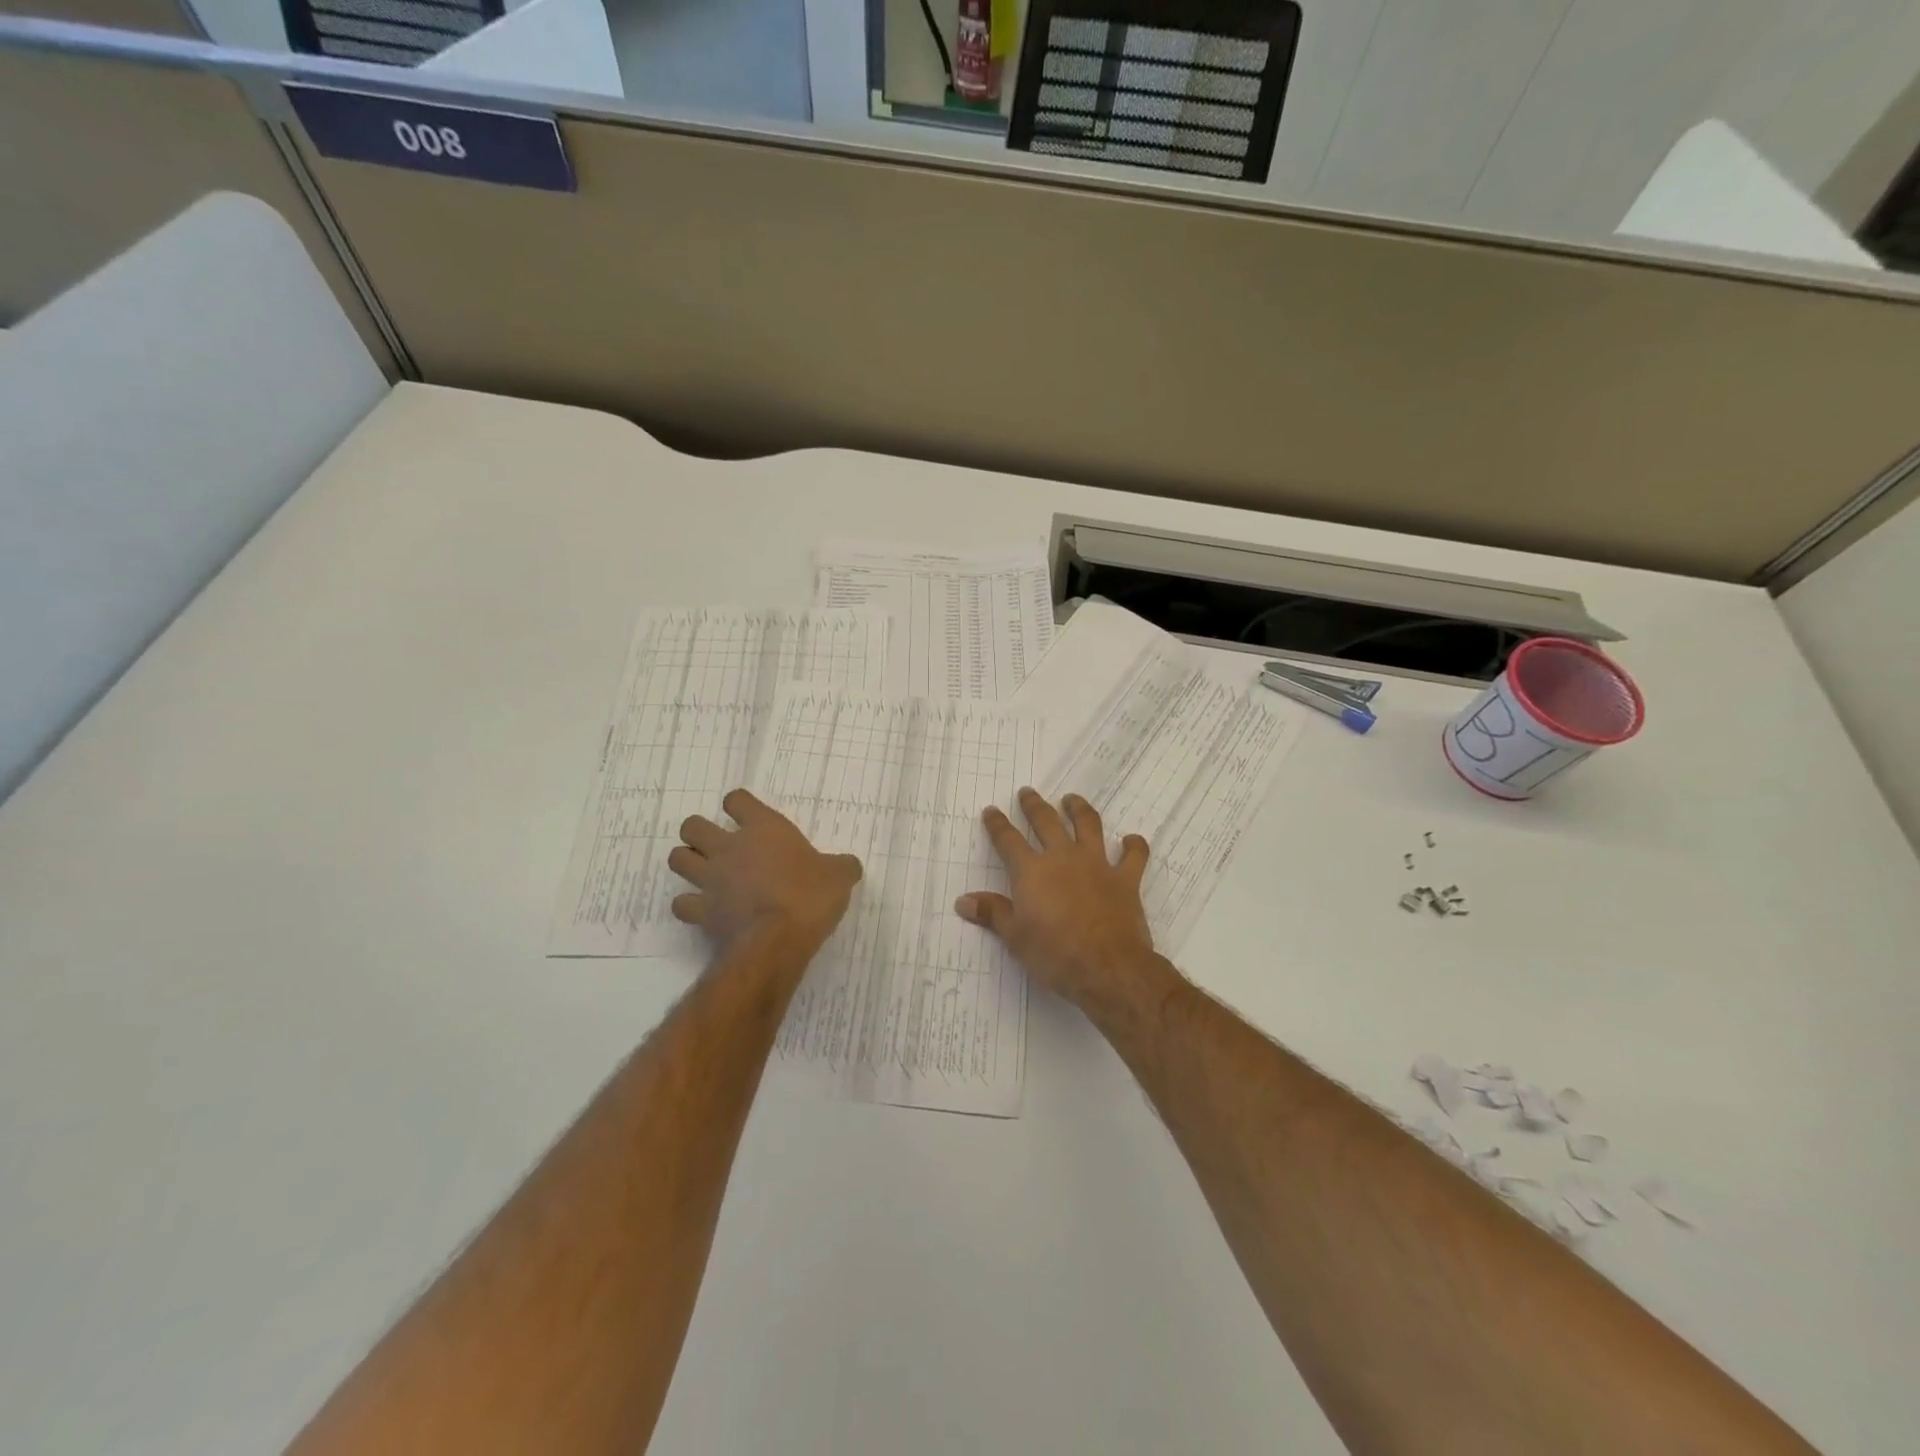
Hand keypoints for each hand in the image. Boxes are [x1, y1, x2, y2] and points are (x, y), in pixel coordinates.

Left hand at [669, 789, 861, 956]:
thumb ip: (841, 866)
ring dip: (687, 863)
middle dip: (699, 833)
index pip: (737, 799)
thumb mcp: (840, 876)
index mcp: (763, 828)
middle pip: (692, 826)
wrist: (777, 940)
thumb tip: (849, 865)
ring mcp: (710, 879)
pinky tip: (702, 909)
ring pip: (677, 859)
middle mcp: (729, 847)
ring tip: (704, 873)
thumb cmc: (810, 897)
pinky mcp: (701, 911)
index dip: (739, 806)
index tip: (748, 817)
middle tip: (718, 846)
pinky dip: (688, 905)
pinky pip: (681, 903)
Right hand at [955, 787, 1161, 1012]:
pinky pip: (1134, 855)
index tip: (991, 811)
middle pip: (1046, 821)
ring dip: (1079, 809)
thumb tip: (963, 901)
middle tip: (1028, 792)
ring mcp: (1097, 864)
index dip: (997, 824)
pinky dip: (1134, 845)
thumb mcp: (1015, 937)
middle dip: (1034, 805)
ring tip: (1072, 799)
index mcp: (1031, 871)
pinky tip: (1132, 840)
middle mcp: (1063, 857)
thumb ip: (992, 913)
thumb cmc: (1054, 954)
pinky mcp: (1125, 878)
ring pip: (1088, 825)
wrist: (1107, 966)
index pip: (1008, 840)